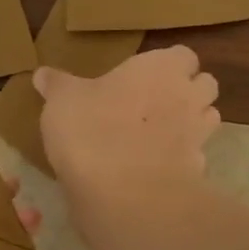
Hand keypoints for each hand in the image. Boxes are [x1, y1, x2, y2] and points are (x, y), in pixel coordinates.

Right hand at [33, 46, 219, 201]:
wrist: (124, 194)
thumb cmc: (92, 130)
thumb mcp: (62, 101)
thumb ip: (56, 85)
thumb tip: (42, 74)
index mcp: (161, 68)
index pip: (183, 56)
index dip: (167, 65)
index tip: (144, 77)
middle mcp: (187, 96)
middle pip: (205, 85)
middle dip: (187, 92)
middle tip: (154, 104)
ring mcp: (198, 135)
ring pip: (207, 120)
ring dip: (190, 124)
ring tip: (158, 135)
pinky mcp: (197, 171)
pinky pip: (194, 158)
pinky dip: (181, 161)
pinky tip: (155, 169)